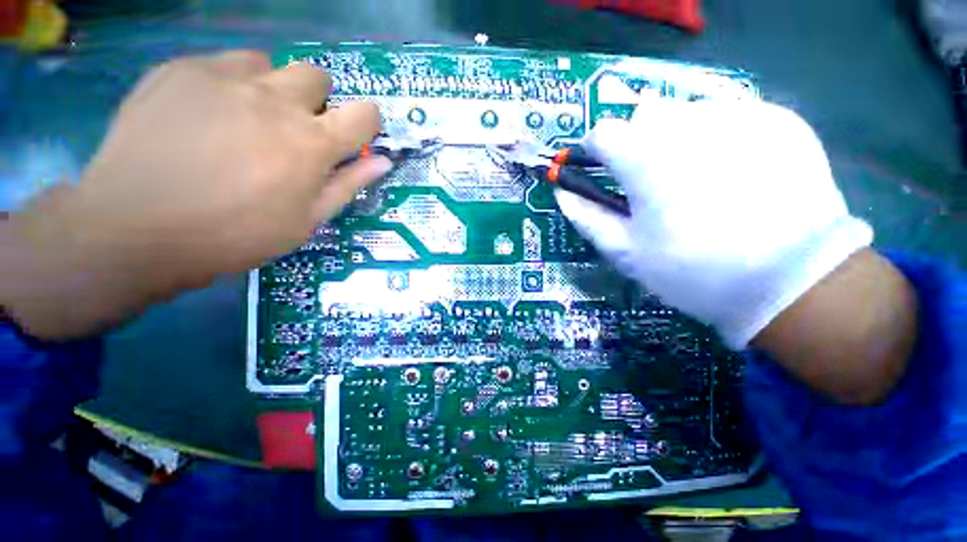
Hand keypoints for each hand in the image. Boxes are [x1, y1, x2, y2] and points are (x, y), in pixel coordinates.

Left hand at [2, 50, 390, 338]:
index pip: (364, 115)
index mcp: (311, 144)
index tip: (356, 135)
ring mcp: (223, 78)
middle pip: (317, 76)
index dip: (367, 122)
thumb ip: (348, 185)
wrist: (134, 228)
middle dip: (316, 101)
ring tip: (247, 119)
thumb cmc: (234, 234)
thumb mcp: (306, 220)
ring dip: (271, 88)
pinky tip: (206, 115)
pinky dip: (228, 84)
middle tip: (294, 131)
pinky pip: (221, 63)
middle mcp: (275, 100)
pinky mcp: (179, 70)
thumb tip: (383, 162)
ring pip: (269, 64)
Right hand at [556, 95, 872, 349]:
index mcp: (645, 156)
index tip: (602, 173)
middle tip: (651, 183)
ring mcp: (740, 114)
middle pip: (644, 116)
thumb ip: (586, 217)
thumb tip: (561, 193)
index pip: (602, 132)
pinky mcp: (779, 120)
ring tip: (694, 179)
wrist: (793, 281)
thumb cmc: (692, 270)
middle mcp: (688, 122)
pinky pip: (732, 115)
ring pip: (686, 111)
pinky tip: (735, 173)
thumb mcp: (626, 251)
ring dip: (677, 138)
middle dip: (637, 143)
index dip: (595, 152)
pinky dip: (720, 137)